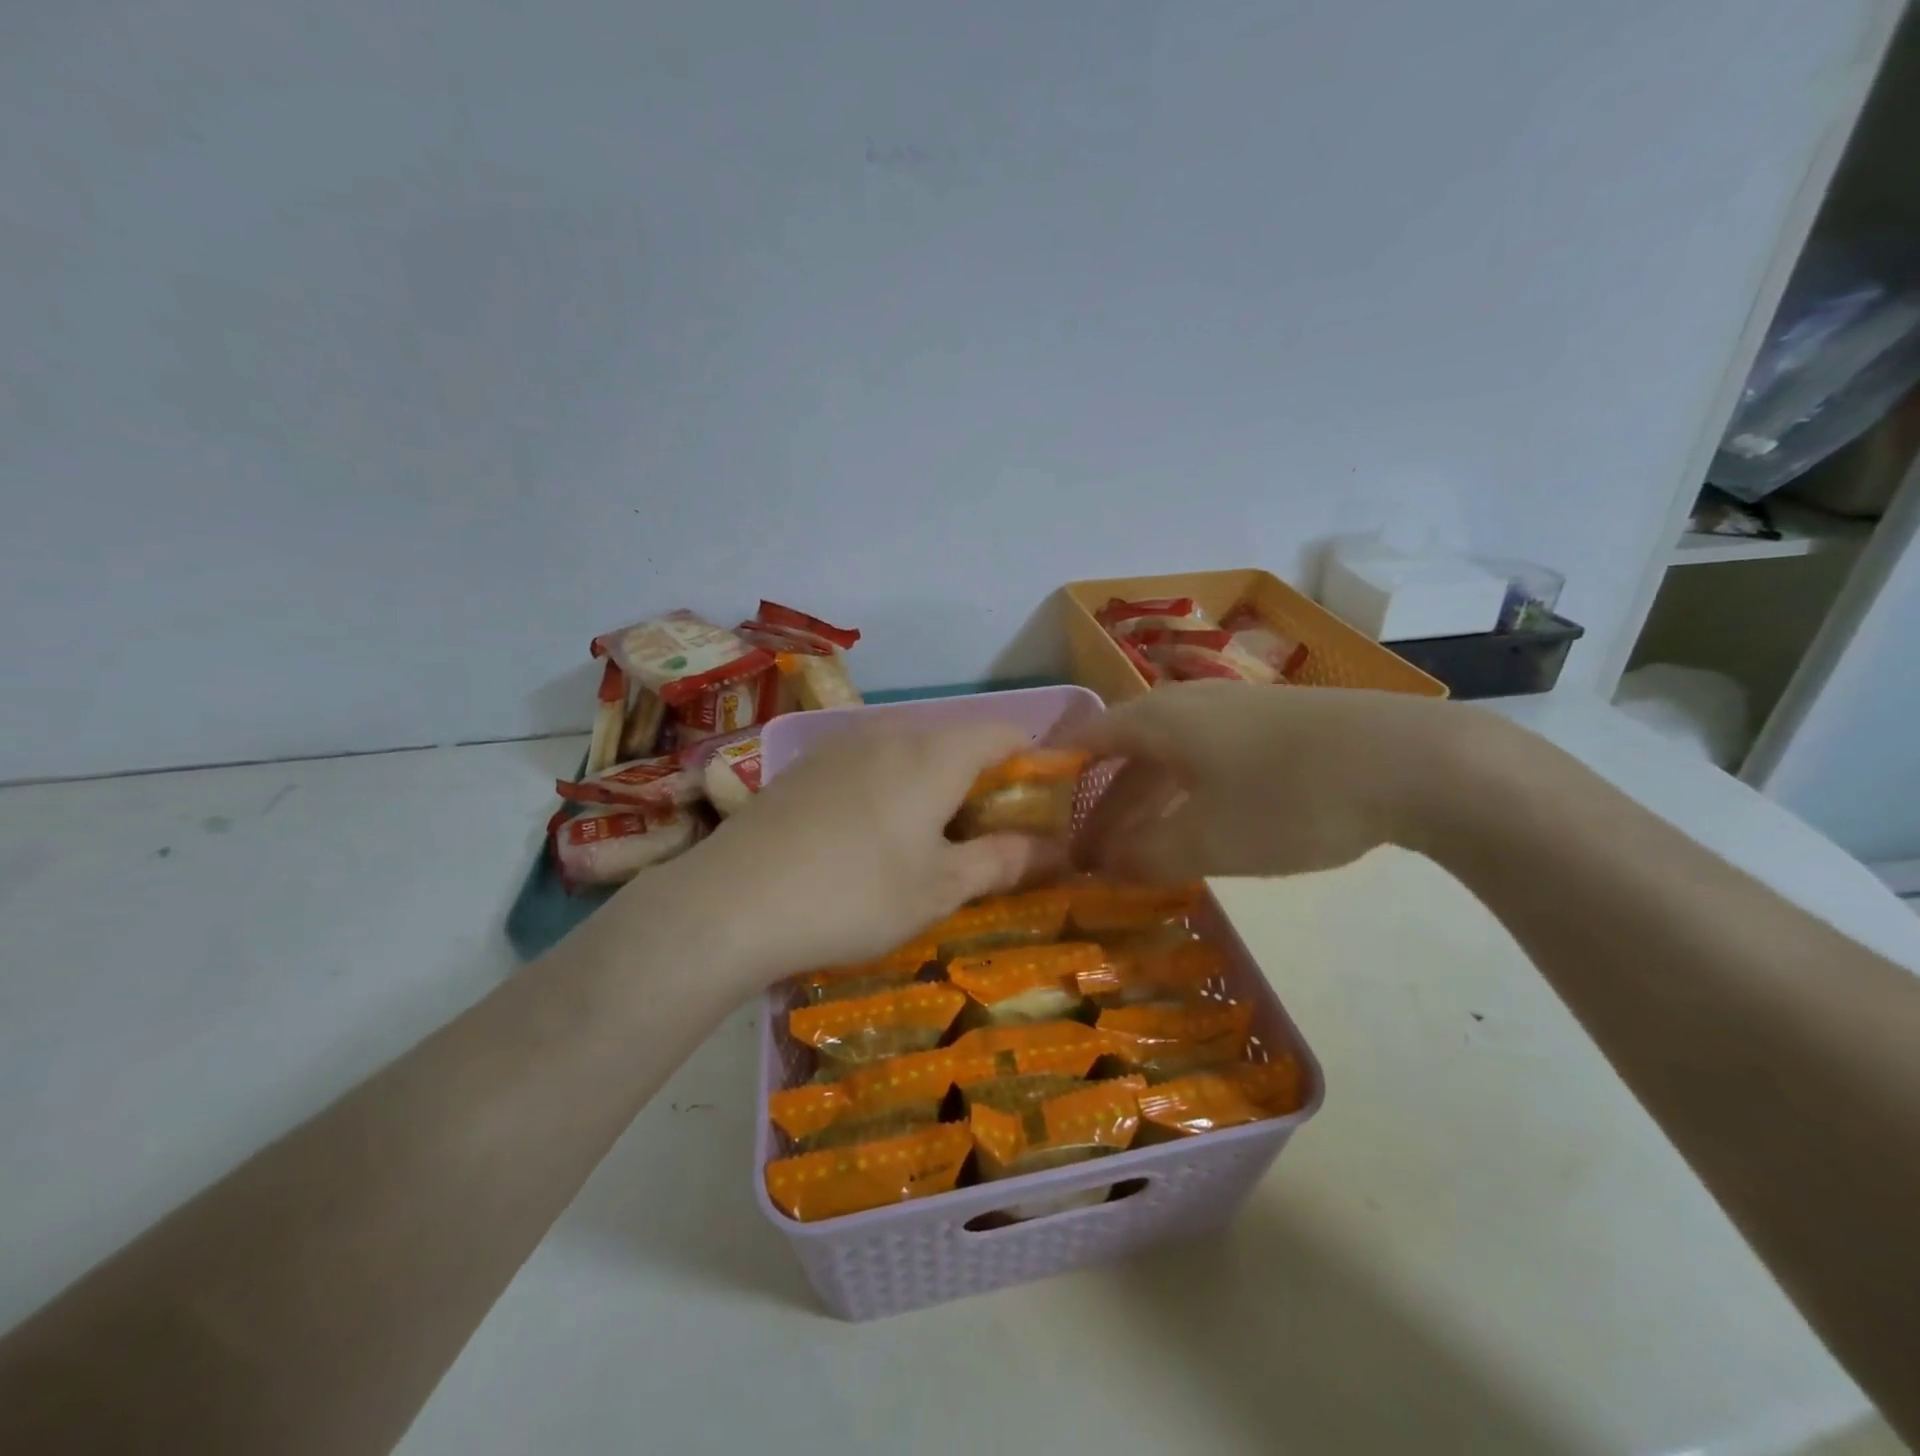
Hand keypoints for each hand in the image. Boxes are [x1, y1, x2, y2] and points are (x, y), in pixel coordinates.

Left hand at [661, 723, 1059, 983]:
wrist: (732, 902)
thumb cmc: (854, 894)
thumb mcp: (940, 888)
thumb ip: (1003, 861)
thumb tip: (1058, 849)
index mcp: (935, 754)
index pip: (1005, 735)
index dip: (1035, 762)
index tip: (1044, 805)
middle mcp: (891, 733)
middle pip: (957, 741)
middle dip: (984, 781)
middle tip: (989, 837)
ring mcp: (841, 745)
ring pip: (910, 752)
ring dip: (935, 785)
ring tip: (930, 839)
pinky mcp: (805, 766)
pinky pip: (869, 763)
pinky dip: (892, 787)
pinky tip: (870, 835)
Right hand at [1063, 680, 1482, 880]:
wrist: (1415, 762)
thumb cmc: (1290, 798)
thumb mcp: (1207, 841)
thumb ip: (1145, 856)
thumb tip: (1104, 865)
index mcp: (1156, 720)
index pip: (1082, 740)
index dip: (1051, 776)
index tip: (1030, 816)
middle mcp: (1186, 705)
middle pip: (1123, 755)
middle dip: (1099, 808)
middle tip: (1084, 857)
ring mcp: (1234, 712)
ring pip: (1167, 761)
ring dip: (1144, 807)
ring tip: (1133, 856)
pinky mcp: (1274, 728)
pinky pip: (1205, 763)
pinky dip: (1184, 798)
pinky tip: (1197, 831)